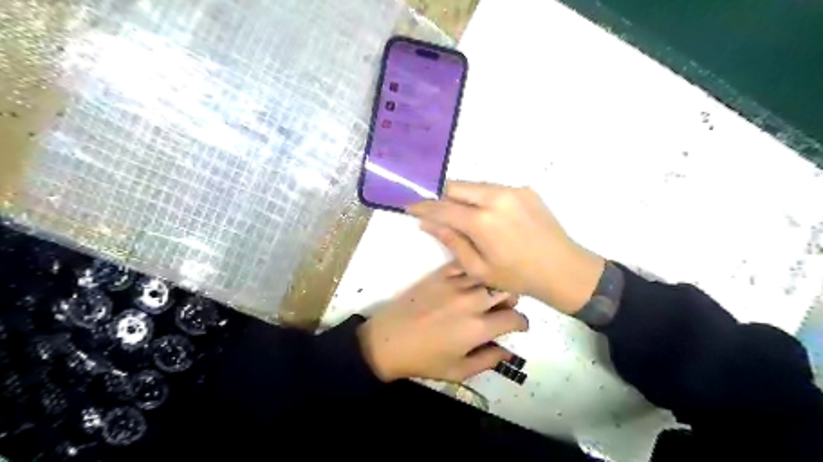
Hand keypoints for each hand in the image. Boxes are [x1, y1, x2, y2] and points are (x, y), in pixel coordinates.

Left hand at [360, 263, 526, 382]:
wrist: (387, 340)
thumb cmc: (423, 360)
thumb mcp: (458, 370)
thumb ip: (488, 360)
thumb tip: (508, 353)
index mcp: (478, 327)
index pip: (514, 318)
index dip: (522, 323)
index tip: (519, 327)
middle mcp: (471, 301)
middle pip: (506, 290)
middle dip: (511, 300)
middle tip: (503, 309)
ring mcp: (454, 284)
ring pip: (487, 275)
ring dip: (493, 285)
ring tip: (488, 295)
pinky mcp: (439, 275)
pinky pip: (464, 266)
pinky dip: (472, 272)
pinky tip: (469, 281)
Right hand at [406, 181, 602, 312]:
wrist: (563, 269)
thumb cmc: (517, 276)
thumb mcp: (478, 268)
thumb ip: (452, 242)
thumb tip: (428, 224)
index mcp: (482, 221)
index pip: (443, 207)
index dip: (423, 206)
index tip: (410, 207)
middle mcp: (496, 197)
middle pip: (456, 187)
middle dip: (442, 197)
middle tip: (437, 213)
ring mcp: (513, 190)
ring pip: (474, 185)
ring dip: (462, 197)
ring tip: (463, 216)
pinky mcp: (525, 190)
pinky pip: (493, 188)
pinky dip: (482, 198)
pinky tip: (488, 216)